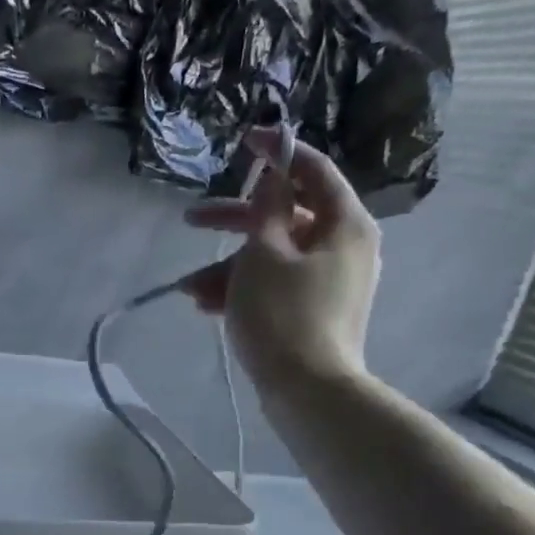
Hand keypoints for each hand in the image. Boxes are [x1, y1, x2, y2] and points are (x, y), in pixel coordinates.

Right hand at [182, 126, 382, 386]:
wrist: (308, 393)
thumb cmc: (284, 315)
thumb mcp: (265, 254)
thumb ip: (267, 208)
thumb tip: (274, 174)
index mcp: (344, 223)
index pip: (313, 170)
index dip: (277, 152)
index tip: (243, 141)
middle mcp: (344, 247)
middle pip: (286, 217)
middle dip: (235, 222)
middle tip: (191, 219)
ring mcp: (329, 283)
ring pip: (275, 257)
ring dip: (230, 266)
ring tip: (190, 288)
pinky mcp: (314, 313)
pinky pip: (277, 286)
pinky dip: (245, 289)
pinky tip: (206, 304)